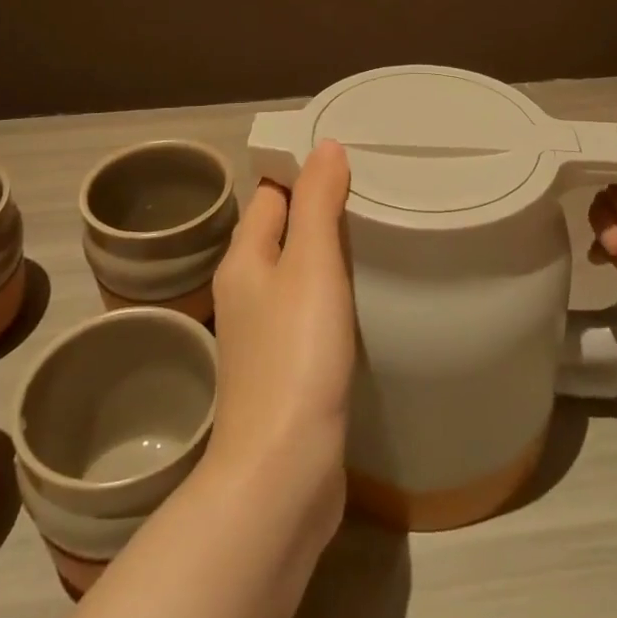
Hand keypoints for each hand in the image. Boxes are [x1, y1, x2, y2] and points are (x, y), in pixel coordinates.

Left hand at [203, 140, 355, 538]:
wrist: (282, 472)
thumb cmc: (296, 354)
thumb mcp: (311, 265)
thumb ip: (317, 202)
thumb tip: (324, 145)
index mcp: (244, 259)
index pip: (269, 194)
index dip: (301, 172)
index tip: (347, 160)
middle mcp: (245, 290)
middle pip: (280, 231)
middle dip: (317, 210)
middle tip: (371, 194)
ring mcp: (262, 333)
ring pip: (294, 274)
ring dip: (324, 255)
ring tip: (372, 237)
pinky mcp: (284, 369)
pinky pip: (306, 311)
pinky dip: (329, 294)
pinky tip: (359, 299)